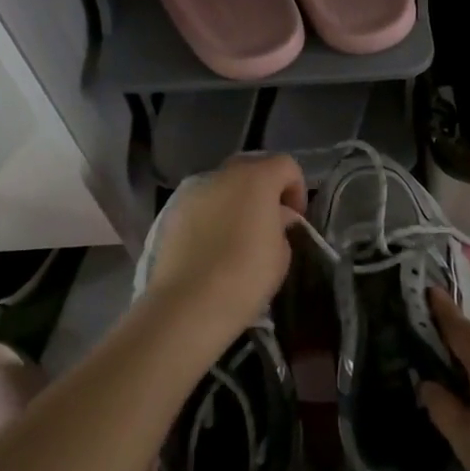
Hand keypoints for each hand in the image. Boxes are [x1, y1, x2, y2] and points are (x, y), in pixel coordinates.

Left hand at [139, 153, 306, 354]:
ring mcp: (193, 191)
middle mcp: (223, 175)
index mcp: (257, 178)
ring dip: (237, 200)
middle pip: (252, 167)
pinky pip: (202, 203)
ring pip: (223, 184)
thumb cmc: (245, 278)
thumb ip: (282, 225)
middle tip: (269, 220)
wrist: (188, 305)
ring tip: (239, 233)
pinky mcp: (172, 211)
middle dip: (265, 188)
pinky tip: (213, 244)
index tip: (296, 219)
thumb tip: (276, 217)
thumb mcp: (281, 254)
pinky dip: (213, 214)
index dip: (297, 188)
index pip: (286, 165)